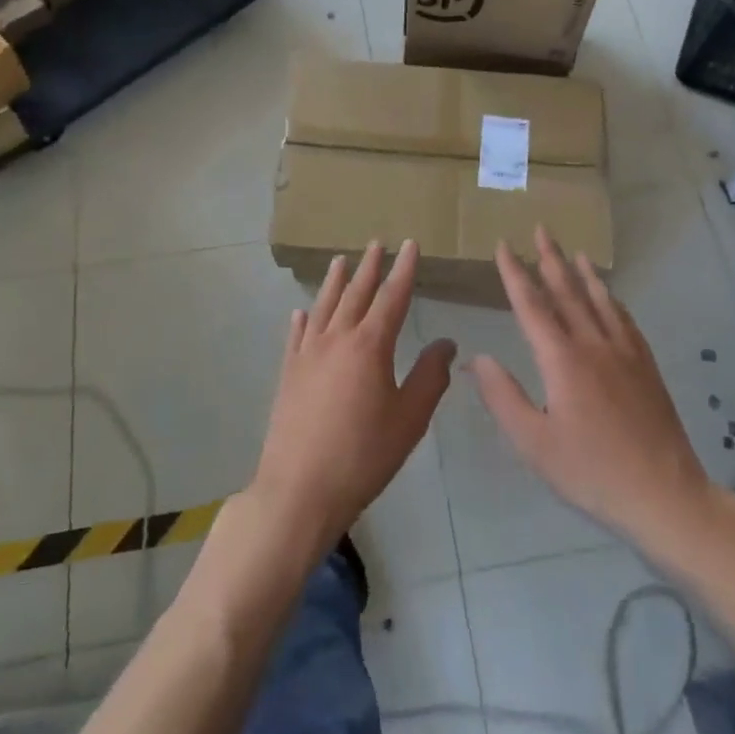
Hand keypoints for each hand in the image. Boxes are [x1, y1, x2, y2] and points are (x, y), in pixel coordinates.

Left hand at [252, 241, 454, 560]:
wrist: (300, 489)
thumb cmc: (363, 455)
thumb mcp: (409, 419)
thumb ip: (430, 377)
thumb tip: (446, 343)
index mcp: (370, 346)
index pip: (392, 297)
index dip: (403, 270)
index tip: (409, 244)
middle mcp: (336, 339)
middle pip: (356, 294)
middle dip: (370, 267)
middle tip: (377, 243)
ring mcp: (307, 355)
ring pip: (324, 307)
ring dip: (335, 282)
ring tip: (341, 261)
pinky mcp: (288, 374)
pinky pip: (297, 336)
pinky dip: (303, 319)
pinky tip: (302, 313)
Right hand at [472, 227, 712, 545]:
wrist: (664, 494)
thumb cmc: (591, 471)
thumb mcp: (534, 442)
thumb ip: (502, 396)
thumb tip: (477, 358)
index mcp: (562, 360)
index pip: (532, 306)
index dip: (515, 274)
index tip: (503, 246)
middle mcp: (594, 344)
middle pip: (568, 292)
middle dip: (550, 259)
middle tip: (541, 229)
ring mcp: (625, 353)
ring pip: (600, 301)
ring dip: (584, 273)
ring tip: (574, 252)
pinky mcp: (646, 367)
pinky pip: (625, 319)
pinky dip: (612, 300)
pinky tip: (611, 297)